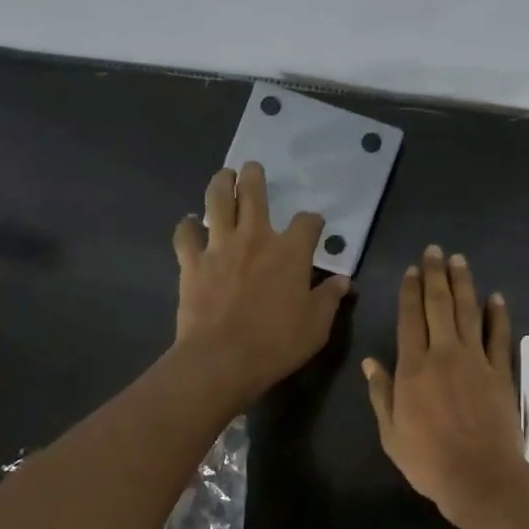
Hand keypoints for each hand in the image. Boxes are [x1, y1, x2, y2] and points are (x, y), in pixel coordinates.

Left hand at [173, 162, 350, 402]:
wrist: (222, 359)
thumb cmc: (277, 343)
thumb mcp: (316, 326)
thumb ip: (329, 299)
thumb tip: (343, 282)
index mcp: (291, 252)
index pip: (307, 223)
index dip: (313, 222)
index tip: (314, 225)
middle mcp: (255, 238)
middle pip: (254, 193)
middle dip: (255, 177)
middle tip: (253, 169)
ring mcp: (219, 246)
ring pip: (217, 201)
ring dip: (221, 184)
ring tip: (223, 176)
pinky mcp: (192, 262)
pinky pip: (185, 234)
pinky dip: (187, 226)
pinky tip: (190, 224)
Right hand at [363, 246, 528, 526]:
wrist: (479, 476)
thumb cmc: (428, 460)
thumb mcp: (391, 433)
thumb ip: (382, 394)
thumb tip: (370, 362)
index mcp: (413, 368)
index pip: (409, 319)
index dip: (410, 291)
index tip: (412, 270)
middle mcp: (444, 355)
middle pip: (439, 306)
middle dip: (435, 276)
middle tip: (435, 251)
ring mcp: (476, 361)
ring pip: (469, 313)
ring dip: (464, 284)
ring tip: (460, 261)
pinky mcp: (501, 373)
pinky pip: (499, 336)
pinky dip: (498, 315)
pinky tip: (496, 298)